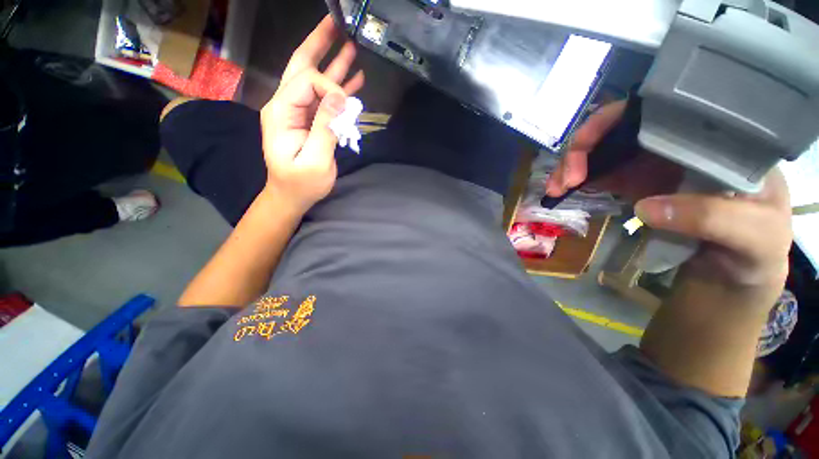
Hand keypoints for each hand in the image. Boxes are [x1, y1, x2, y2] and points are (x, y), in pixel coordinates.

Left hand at [260, 16, 365, 212]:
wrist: (291, 195)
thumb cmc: (301, 184)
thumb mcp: (315, 160)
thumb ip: (325, 128)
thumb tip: (340, 98)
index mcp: (282, 112)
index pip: (307, 81)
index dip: (330, 86)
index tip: (348, 106)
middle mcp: (286, 106)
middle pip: (301, 67)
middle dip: (319, 45)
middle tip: (336, 24)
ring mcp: (297, 112)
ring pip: (315, 80)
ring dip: (333, 64)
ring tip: (351, 46)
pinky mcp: (308, 121)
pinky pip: (323, 99)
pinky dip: (338, 89)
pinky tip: (353, 79)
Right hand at [546, 101, 792, 305]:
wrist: (736, 269)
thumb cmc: (757, 246)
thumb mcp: (753, 234)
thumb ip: (712, 216)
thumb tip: (646, 207)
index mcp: (710, 137)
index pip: (655, 110)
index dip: (612, 121)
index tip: (585, 147)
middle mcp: (677, 143)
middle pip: (617, 130)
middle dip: (581, 149)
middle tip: (563, 180)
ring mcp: (652, 164)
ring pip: (602, 152)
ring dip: (572, 167)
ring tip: (556, 189)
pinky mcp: (635, 184)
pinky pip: (600, 174)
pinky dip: (578, 180)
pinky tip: (565, 192)